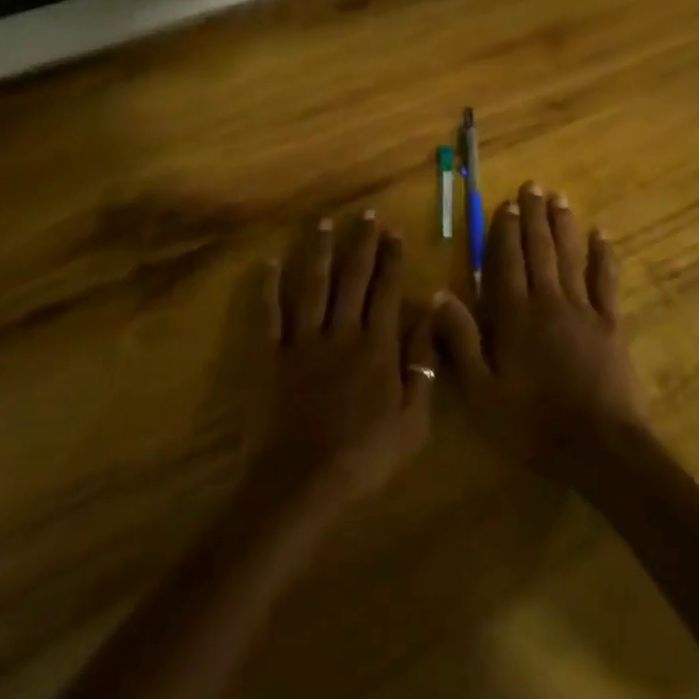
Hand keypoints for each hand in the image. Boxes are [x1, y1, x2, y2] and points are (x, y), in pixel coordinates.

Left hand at [246, 213, 435, 515]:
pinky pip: (270, 315)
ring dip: (319, 252)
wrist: (302, 483)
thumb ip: (422, 365)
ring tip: (324, 224)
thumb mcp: (413, 420)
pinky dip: (268, 288)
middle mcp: (342, 332)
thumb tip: (430, 316)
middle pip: (353, 278)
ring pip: (313, 286)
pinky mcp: (271, 357)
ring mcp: (303, 341)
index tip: (395, 231)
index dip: (392, 259)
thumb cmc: (365, 456)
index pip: (387, 290)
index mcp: (377, 346)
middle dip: (361, 243)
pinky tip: (268, 262)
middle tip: (366, 215)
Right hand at [433, 184, 648, 486]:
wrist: (598, 446)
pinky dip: (604, 256)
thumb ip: (460, 340)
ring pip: (570, 257)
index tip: (505, 204)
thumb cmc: (531, 423)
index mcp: (515, 316)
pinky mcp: (610, 324)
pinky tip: (602, 235)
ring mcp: (583, 310)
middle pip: (540, 250)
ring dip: (564, 226)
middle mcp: (548, 301)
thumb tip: (439, 294)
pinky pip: (606, 281)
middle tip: (533, 186)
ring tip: (560, 198)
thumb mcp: (480, 391)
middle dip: (534, 216)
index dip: (505, 231)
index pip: (507, 262)